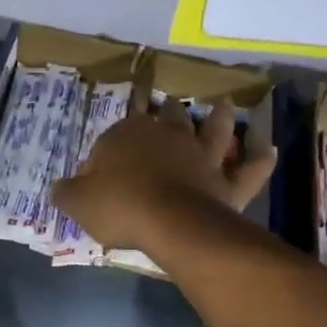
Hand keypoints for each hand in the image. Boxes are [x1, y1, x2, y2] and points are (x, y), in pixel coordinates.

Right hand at [50, 99, 275, 254]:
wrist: (171, 223)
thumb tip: (58, 188)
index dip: (111, 147)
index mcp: (128, 136)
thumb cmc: (119, 206)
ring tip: (224, 105)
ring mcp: (201, 157)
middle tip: (169, 103)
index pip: (118, 132)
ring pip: (213, 130)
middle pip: (168, 117)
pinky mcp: (227, 182)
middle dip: (166, 110)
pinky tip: (269, 149)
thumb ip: (66, 192)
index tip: (103, 167)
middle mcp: (168, 137)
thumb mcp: (78, 201)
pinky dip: (259, 159)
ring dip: (219, 117)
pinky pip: (248, 170)